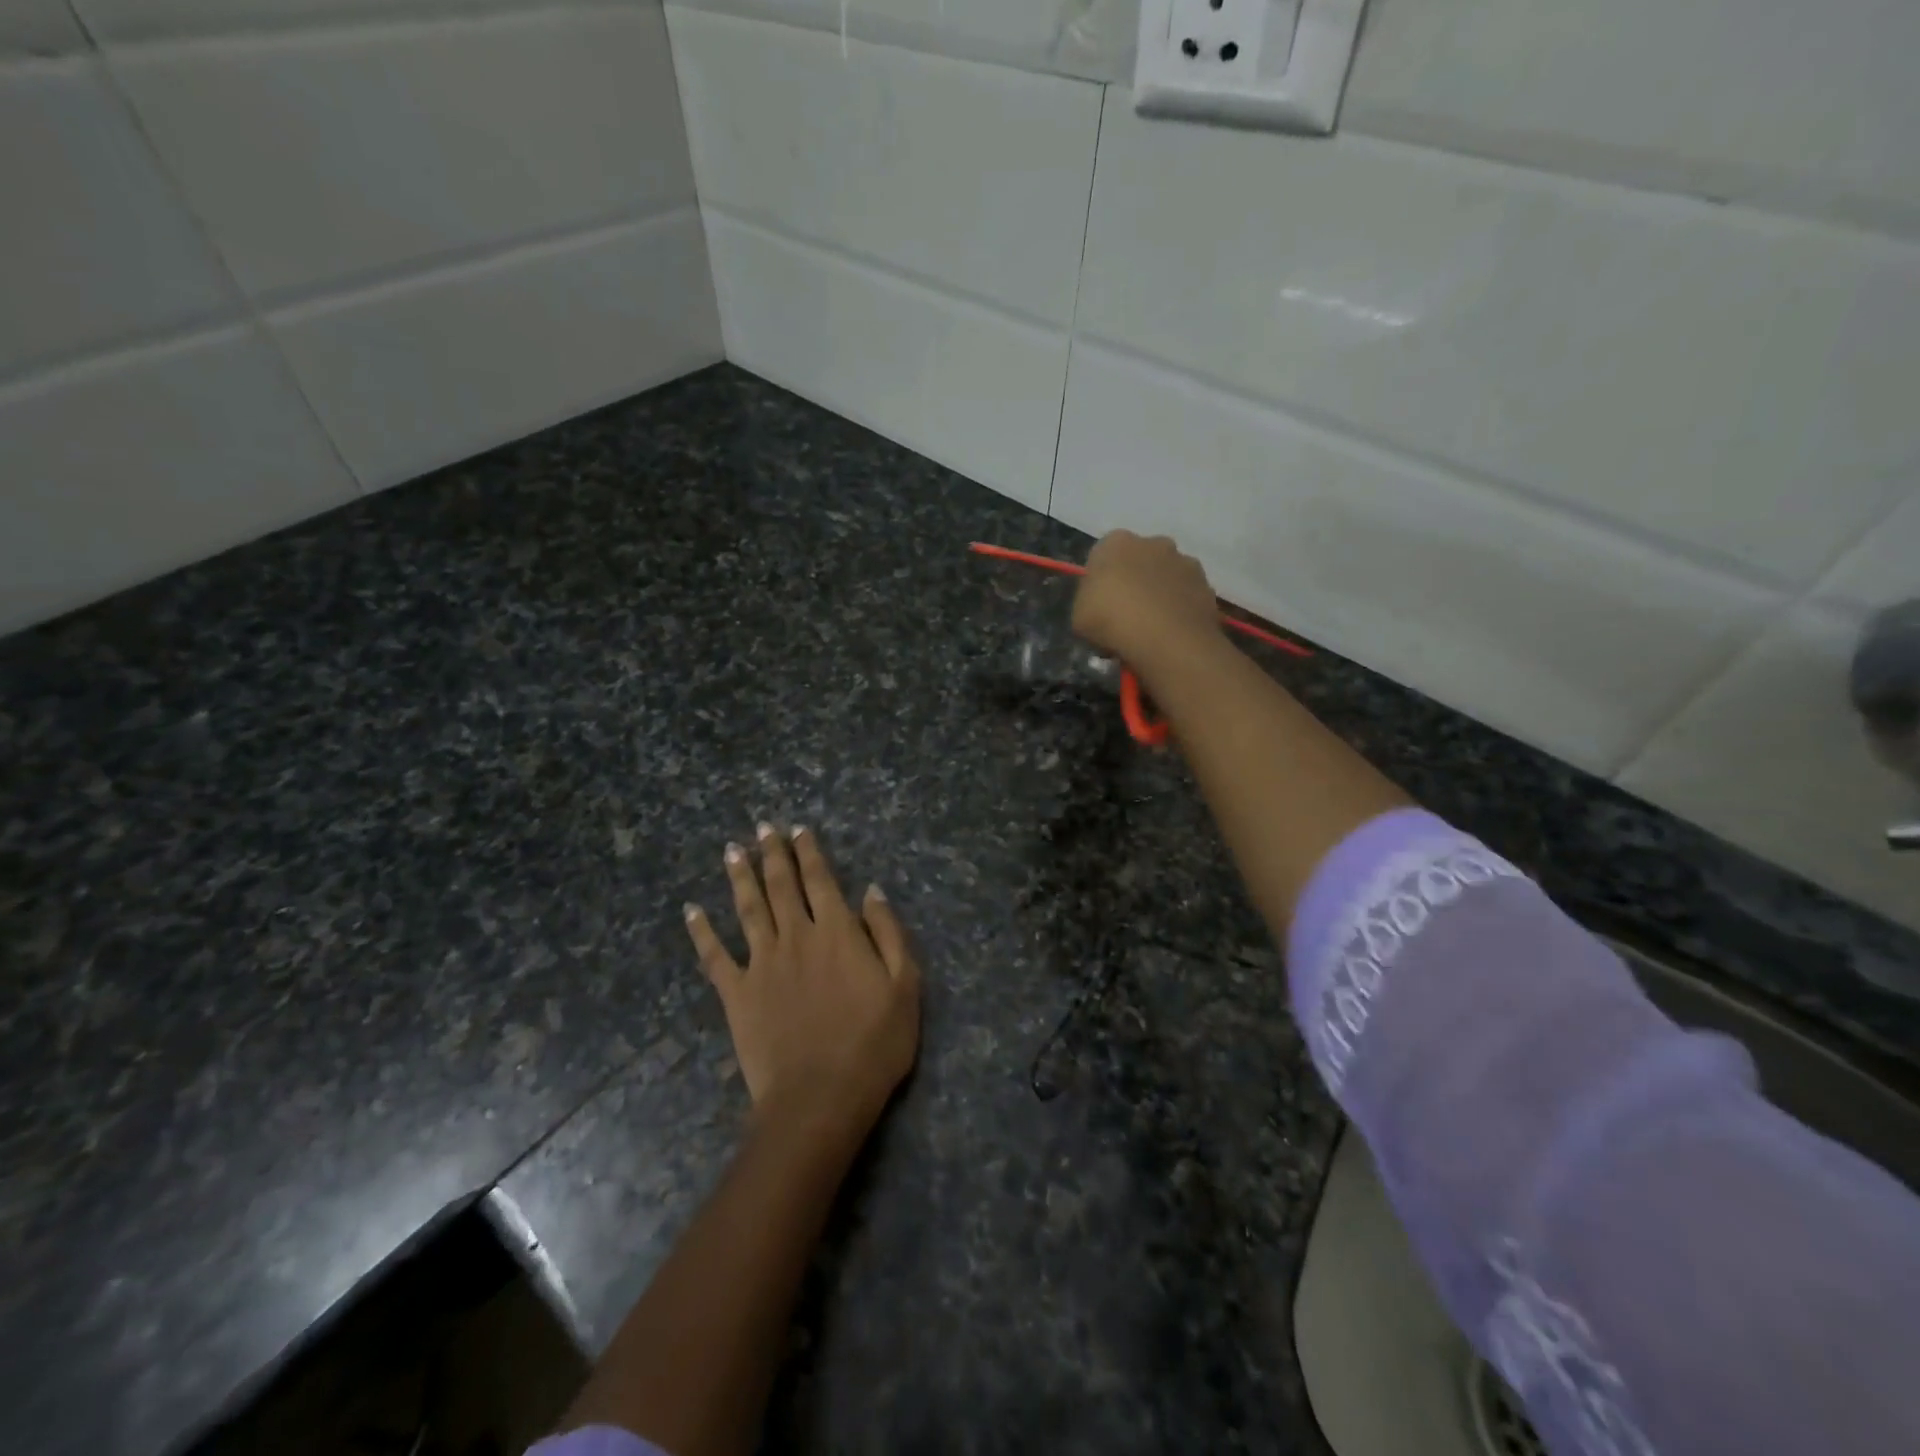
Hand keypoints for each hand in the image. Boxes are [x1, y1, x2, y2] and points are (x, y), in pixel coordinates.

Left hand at [685, 825, 920, 1130]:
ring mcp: (762, 963)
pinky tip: (691, 911)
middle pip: (781, 886)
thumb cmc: (873, 1044)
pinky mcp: (737, 994)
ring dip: (740, 877)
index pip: (821, 881)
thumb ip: (888, 933)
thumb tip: (871, 890)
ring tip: (733, 850)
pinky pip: (714, 956)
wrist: (819, 1098)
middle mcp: (796, 936)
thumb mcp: (905, 986)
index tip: (799, 830)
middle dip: (773, 854)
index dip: (810, 852)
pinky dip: (701, 932)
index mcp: (837, 932)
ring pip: (748, 909)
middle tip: (763, 828)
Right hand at [1071, 530, 1222, 669]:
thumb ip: (1089, 600)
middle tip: (1126, 614)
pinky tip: (1172, 632)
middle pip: (1140, 559)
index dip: (1101, 579)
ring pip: (1167, 576)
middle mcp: (1154, 542)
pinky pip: (1187, 596)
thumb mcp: (1078, 615)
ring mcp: (1185, 562)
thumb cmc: (1111, 621)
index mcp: (1116, 542)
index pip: (1104, 554)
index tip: (1099, 604)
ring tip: (1153, 627)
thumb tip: (1100, 603)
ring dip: (1160, 593)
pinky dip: (1181, 609)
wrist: (1165, 639)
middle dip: (1135, 580)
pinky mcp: (1207, 585)